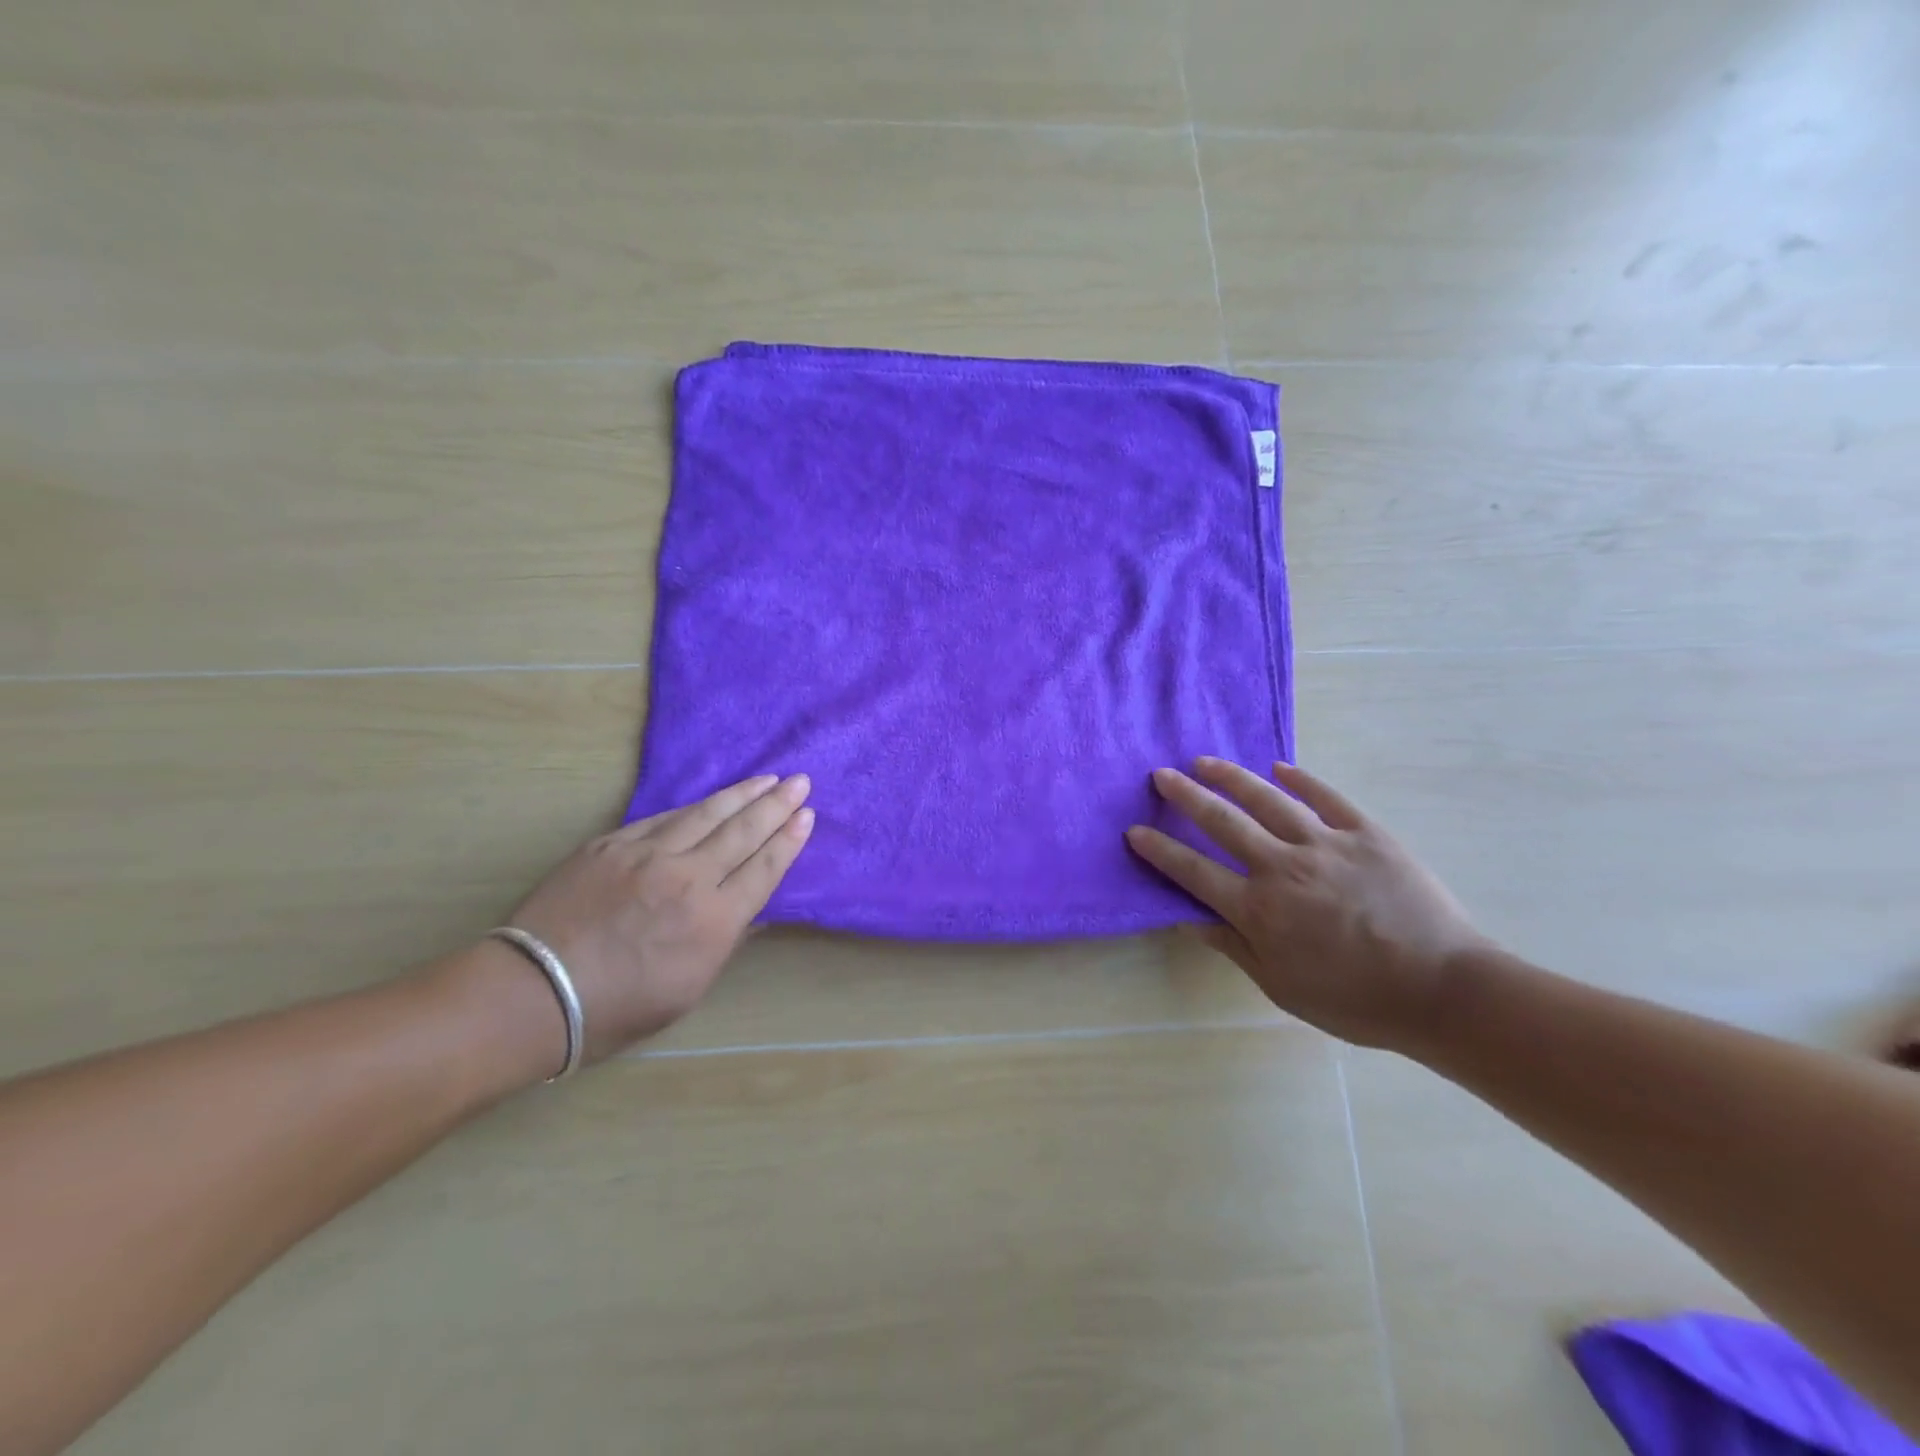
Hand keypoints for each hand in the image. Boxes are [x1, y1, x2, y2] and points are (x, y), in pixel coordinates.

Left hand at [506, 774, 813, 1062]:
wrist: (535, 992)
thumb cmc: (618, 1008)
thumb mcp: (688, 991)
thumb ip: (725, 943)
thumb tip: (751, 911)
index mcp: (713, 920)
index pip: (763, 868)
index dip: (788, 840)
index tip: (806, 816)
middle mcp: (689, 878)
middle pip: (743, 832)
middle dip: (776, 805)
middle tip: (800, 782)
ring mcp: (649, 854)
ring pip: (706, 814)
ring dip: (741, 794)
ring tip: (766, 778)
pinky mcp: (613, 844)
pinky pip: (664, 817)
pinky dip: (694, 806)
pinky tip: (709, 799)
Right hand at [1126, 758, 1489, 1049]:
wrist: (1444, 992)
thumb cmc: (1356, 1000)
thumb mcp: (1282, 987)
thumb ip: (1234, 947)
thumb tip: (1188, 919)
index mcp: (1259, 909)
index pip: (1194, 872)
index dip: (1161, 850)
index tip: (1135, 831)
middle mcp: (1282, 868)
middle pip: (1223, 822)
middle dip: (1186, 797)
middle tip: (1161, 775)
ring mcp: (1326, 845)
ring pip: (1267, 800)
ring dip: (1231, 778)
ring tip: (1205, 761)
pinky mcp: (1367, 834)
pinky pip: (1326, 798)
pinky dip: (1300, 779)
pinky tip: (1279, 767)